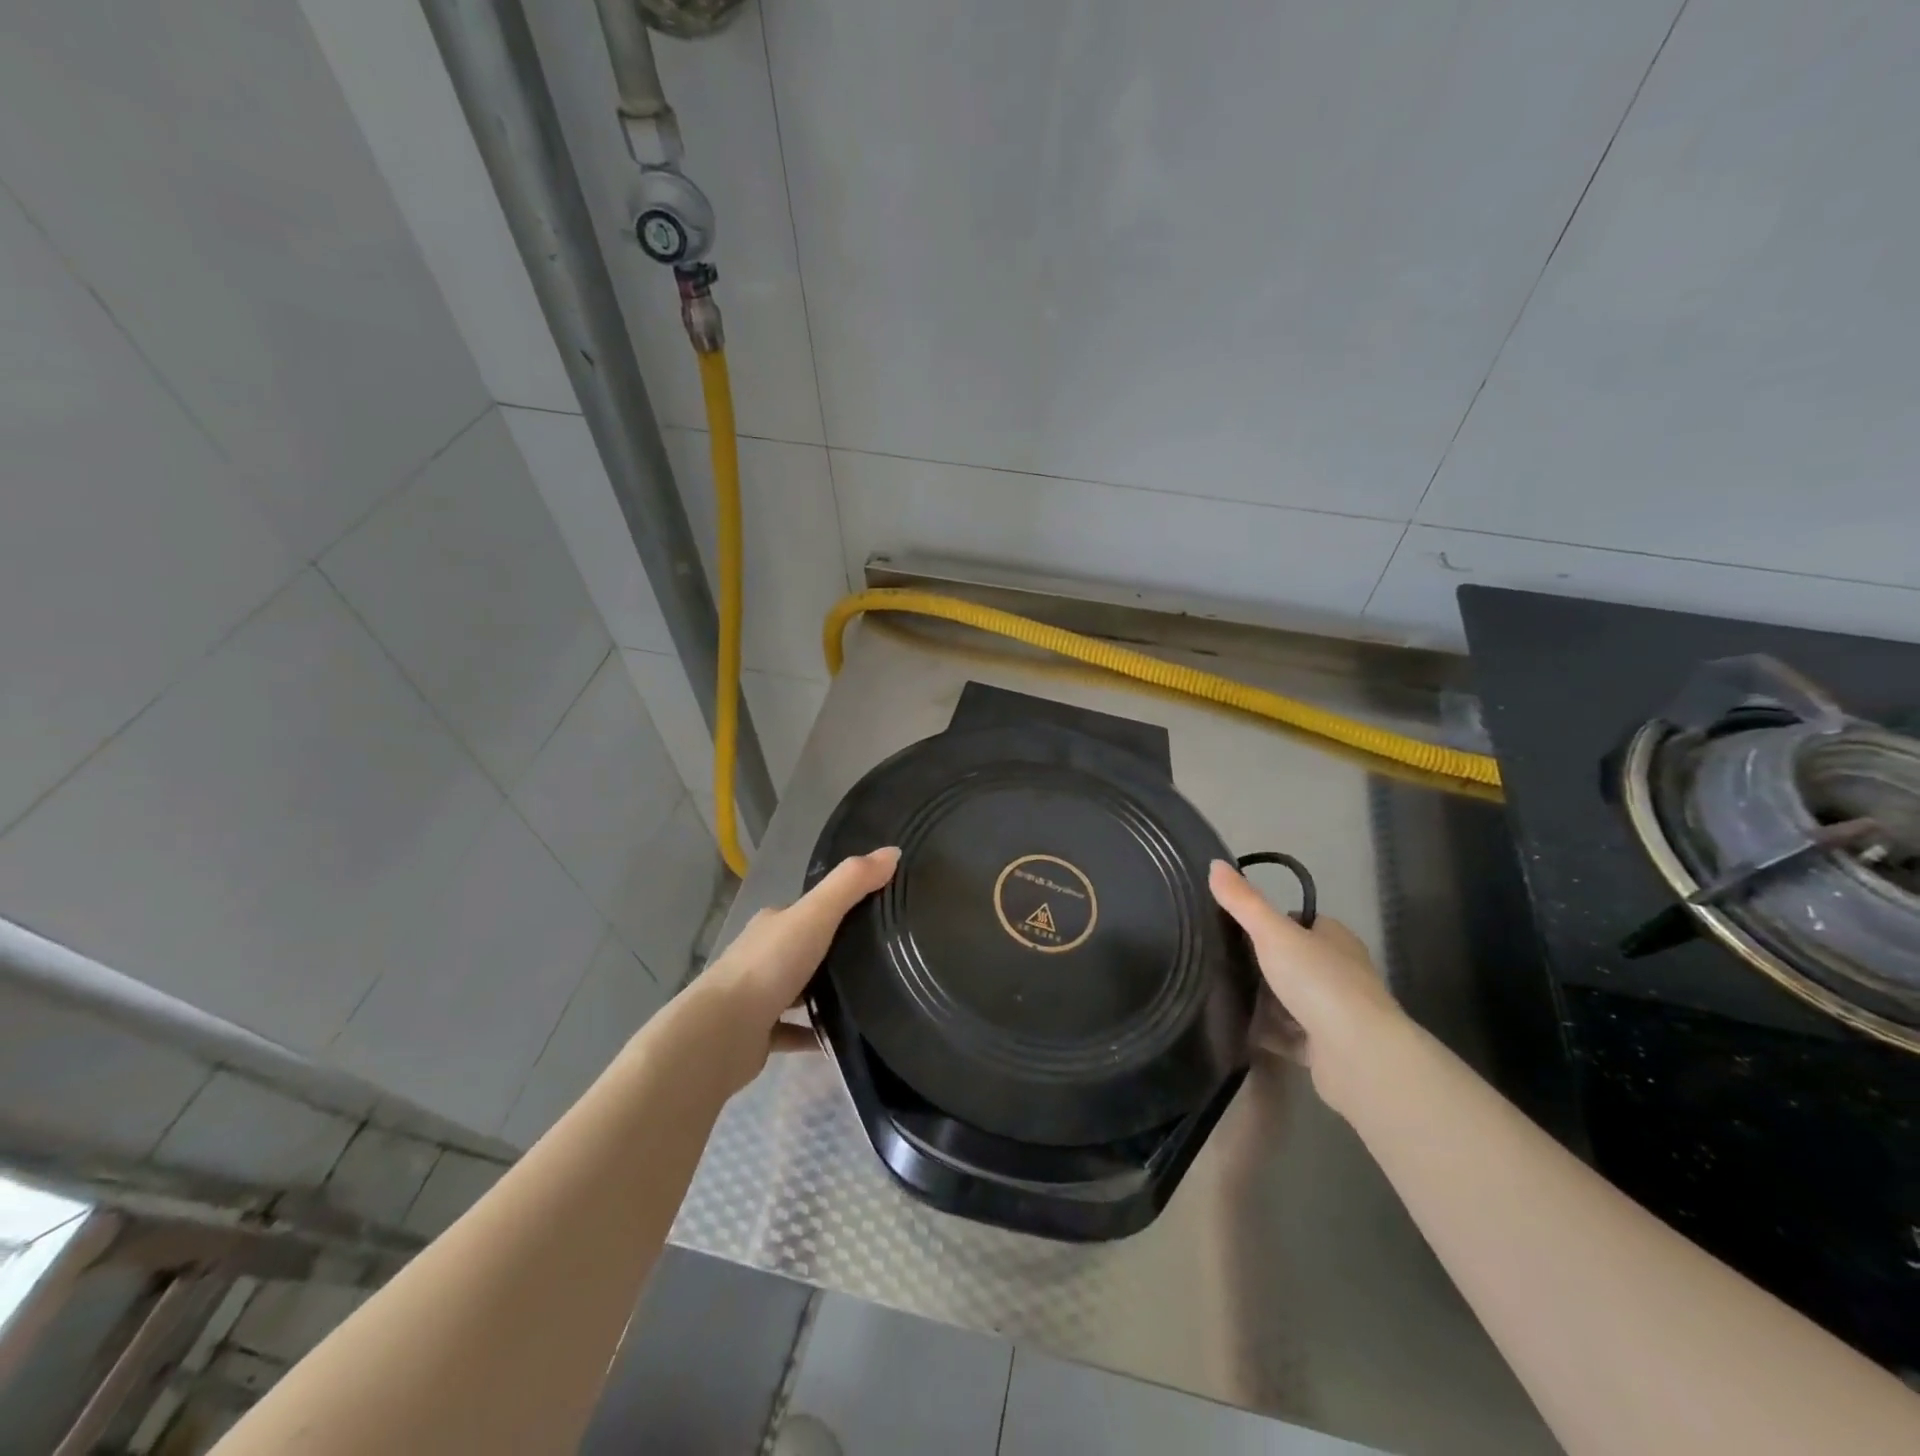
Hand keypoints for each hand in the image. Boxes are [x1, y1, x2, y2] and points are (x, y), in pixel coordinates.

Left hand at [696, 847, 900, 1091]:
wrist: (722, 1033)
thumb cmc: (770, 966)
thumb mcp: (816, 915)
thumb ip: (851, 884)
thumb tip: (893, 851)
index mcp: (773, 923)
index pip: (809, 909)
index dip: (838, 907)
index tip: (875, 912)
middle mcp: (762, 955)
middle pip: (803, 947)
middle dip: (833, 950)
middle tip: (878, 957)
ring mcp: (758, 996)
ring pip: (798, 989)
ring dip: (824, 992)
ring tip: (868, 996)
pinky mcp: (759, 1034)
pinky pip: (794, 1030)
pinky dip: (815, 1033)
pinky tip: (842, 1038)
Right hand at [1209, 859, 1404, 1108]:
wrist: (1358, 1055)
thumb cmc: (1319, 982)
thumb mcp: (1273, 933)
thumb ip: (1243, 902)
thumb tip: (1215, 864)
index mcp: (1334, 939)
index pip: (1300, 922)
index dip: (1270, 922)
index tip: (1234, 927)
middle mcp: (1340, 972)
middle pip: (1293, 962)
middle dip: (1261, 964)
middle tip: (1219, 961)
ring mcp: (1335, 1013)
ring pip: (1290, 1001)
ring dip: (1263, 1002)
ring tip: (1220, 994)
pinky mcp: (1327, 1049)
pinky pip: (1288, 1036)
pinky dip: (1267, 1033)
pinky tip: (1238, 1029)